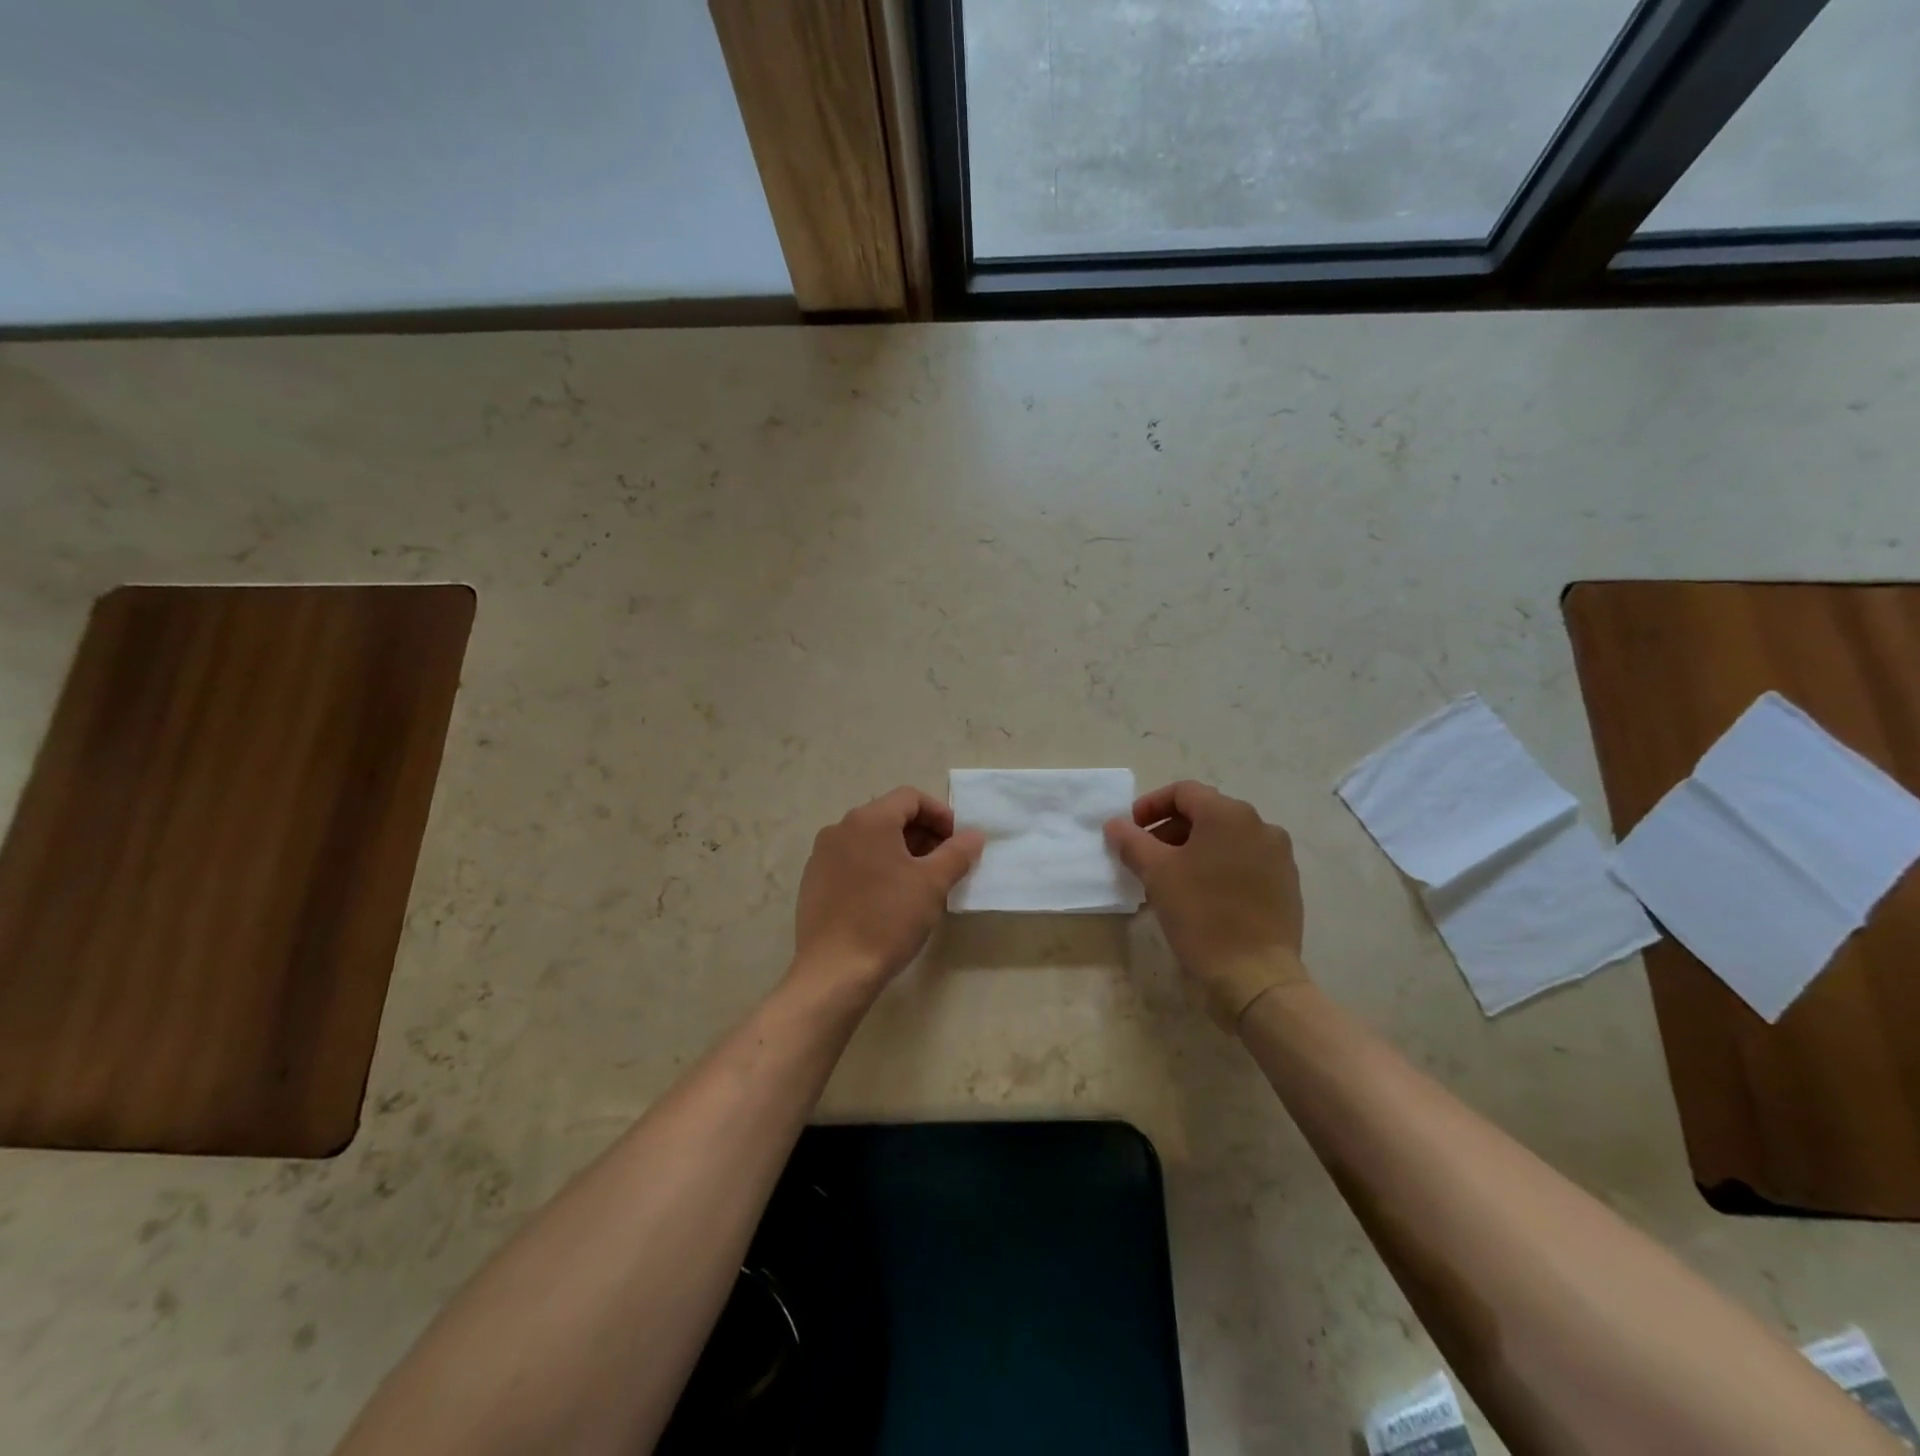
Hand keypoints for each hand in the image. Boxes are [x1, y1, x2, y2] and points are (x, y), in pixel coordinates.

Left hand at [790, 787, 984, 1002]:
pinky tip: (888, 899)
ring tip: (920, 883)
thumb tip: (973, 835)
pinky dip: (876, 867)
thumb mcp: (933, 884)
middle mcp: (840, 828)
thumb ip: (957, 852)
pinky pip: (852, 860)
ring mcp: (822, 855)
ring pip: (871, 840)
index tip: (958, 843)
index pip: (911, 798)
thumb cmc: (888, 920)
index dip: (940, 815)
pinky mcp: (814, 881)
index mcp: (869, 819)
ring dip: (901, 852)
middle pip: (890, 816)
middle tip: (945, 864)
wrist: (834, 971)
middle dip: (922, 834)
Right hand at [1105, 781, 1308, 1023]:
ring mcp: (1278, 855)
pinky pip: (1244, 861)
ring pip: (1226, 838)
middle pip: (1206, 813)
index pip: (1183, 792)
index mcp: (1229, 815)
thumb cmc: (1202, 915)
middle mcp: (1260, 825)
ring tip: (1171, 878)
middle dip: (1170, 829)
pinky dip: (1218, 866)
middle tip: (1146, 856)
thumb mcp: (1157, 874)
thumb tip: (1115, 824)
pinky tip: (1202, 894)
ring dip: (1193, 848)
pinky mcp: (1286, 883)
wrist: (1255, 975)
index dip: (1150, 805)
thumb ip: (1132, 841)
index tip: (1131, 830)